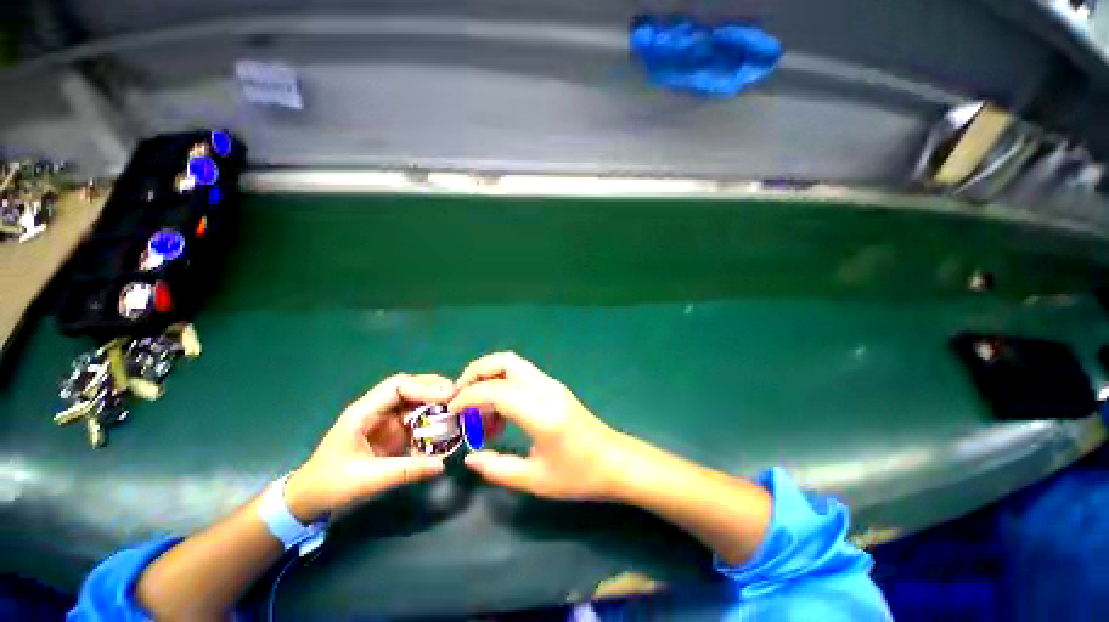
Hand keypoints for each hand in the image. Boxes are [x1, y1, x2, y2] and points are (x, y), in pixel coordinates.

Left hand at [285, 374, 453, 521]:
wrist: (308, 500)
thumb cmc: (330, 486)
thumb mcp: (367, 480)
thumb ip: (405, 470)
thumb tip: (442, 465)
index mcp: (364, 412)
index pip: (398, 386)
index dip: (424, 387)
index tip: (448, 397)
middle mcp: (377, 410)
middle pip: (411, 388)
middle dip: (435, 390)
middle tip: (459, 398)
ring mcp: (385, 421)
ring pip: (416, 403)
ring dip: (436, 407)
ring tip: (457, 413)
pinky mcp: (391, 434)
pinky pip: (416, 422)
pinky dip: (431, 424)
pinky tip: (444, 432)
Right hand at [449, 352, 628, 500]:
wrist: (615, 461)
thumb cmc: (578, 475)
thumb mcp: (535, 480)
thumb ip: (497, 468)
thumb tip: (470, 457)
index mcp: (540, 412)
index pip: (495, 390)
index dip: (468, 396)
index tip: (451, 412)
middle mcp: (545, 389)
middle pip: (505, 361)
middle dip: (476, 372)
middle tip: (460, 396)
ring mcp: (551, 384)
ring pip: (513, 364)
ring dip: (489, 378)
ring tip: (478, 411)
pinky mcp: (554, 387)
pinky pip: (521, 376)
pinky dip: (503, 384)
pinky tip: (499, 413)